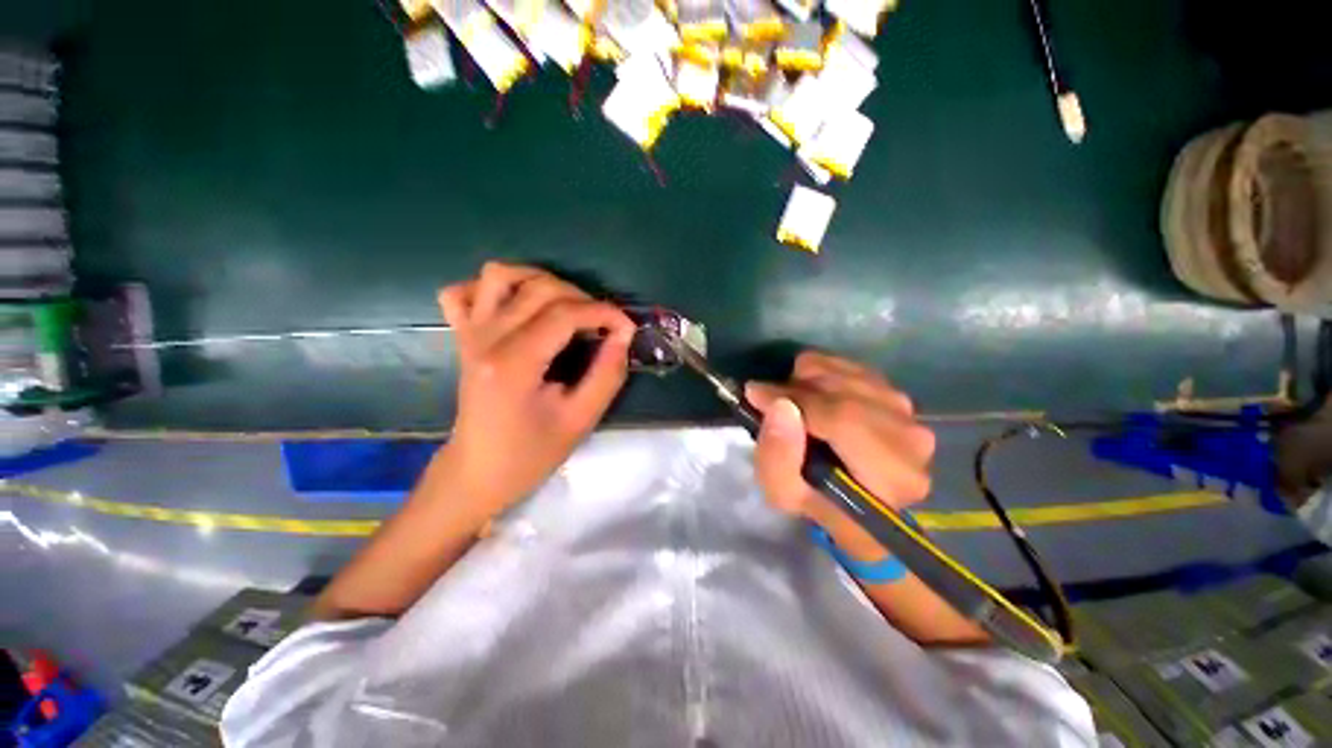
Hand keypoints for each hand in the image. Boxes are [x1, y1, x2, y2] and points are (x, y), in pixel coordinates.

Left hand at [434, 262, 635, 521]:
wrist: (477, 473)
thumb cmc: (531, 454)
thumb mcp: (581, 420)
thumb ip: (607, 374)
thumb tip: (623, 335)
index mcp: (514, 363)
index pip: (565, 313)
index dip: (604, 312)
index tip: (627, 327)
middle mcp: (487, 338)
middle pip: (539, 288)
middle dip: (582, 297)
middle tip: (602, 324)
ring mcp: (469, 333)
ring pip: (499, 275)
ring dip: (540, 280)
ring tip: (565, 304)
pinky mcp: (462, 337)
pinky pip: (462, 292)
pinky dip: (492, 289)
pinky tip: (517, 306)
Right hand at [747, 352, 935, 559]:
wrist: (851, 495)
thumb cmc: (816, 500)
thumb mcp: (783, 492)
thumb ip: (777, 455)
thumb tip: (780, 405)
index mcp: (890, 476)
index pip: (843, 420)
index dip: (795, 400)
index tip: (755, 393)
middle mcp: (911, 440)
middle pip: (846, 391)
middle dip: (797, 387)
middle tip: (769, 397)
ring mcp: (910, 414)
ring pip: (848, 373)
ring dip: (810, 379)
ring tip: (792, 400)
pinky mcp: (900, 396)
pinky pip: (854, 367)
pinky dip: (825, 372)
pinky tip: (813, 394)